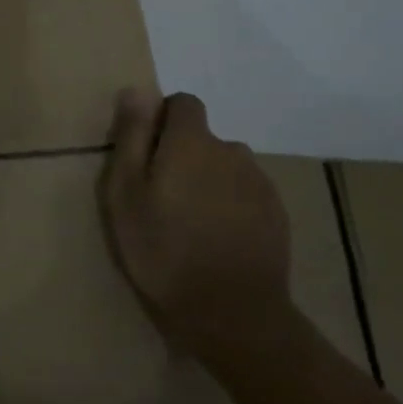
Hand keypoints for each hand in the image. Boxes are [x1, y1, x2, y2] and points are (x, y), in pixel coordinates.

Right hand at [99, 88, 292, 358]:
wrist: (231, 313)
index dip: (163, 122)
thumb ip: (132, 136)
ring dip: (209, 181)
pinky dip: (231, 206)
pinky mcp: (277, 215)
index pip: (183, 103)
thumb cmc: (163, 249)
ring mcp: (259, 183)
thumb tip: (137, 90)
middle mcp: (231, 151)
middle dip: (183, 156)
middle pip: (203, 138)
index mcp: (192, 141)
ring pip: (226, 167)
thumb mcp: (125, 192)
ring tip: (191, 222)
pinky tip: (218, 240)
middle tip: (162, 199)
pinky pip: (246, 195)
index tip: (147, 157)